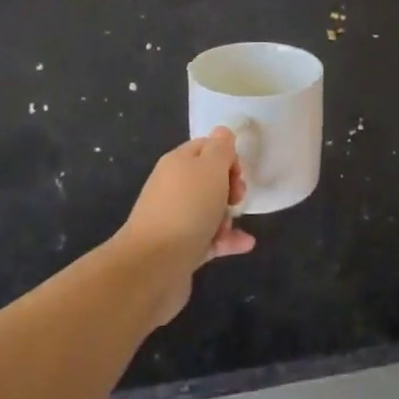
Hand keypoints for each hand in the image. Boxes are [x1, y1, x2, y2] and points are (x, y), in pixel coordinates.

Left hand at [116, 127, 254, 325]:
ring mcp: (176, 219)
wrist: (153, 265)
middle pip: (209, 179)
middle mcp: (174, 187)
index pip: (206, 147)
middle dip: (230, 187)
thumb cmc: (187, 208)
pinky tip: (245, 244)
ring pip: (210, 210)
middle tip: (236, 198)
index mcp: (178, 162)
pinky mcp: (182, 248)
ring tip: (232, 226)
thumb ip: (221, 148)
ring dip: (228, 216)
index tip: (238, 172)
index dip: (227, 156)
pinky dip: (228, 240)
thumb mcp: (210, 168)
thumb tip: (223, 133)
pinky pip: (210, 238)